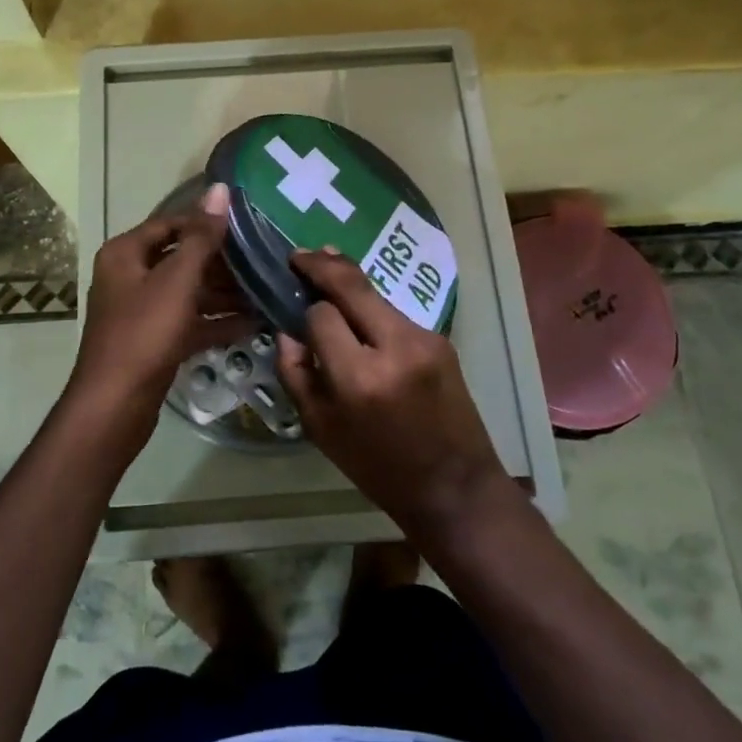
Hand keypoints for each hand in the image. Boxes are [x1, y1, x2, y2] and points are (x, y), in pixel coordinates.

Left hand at [69, 184, 254, 455]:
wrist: (115, 405)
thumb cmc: (144, 332)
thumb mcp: (177, 280)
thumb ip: (202, 237)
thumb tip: (220, 188)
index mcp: (126, 254)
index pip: (170, 224)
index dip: (205, 222)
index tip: (245, 225)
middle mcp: (130, 277)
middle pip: (181, 259)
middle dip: (221, 262)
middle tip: (263, 259)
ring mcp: (142, 311)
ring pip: (188, 292)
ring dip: (224, 293)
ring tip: (265, 291)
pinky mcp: (154, 341)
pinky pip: (189, 322)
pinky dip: (216, 322)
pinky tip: (252, 324)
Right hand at [277, 249, 513, 537]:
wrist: (455, 487)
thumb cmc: (379, 467)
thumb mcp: (322, 431)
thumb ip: (296, 375)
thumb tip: (286, 332)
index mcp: (359, 377)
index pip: (322, 315)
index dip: (306, 311)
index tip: (295, 313)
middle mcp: (394, 347)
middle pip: (352, 285)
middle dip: (323, 265)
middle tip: (300, 255)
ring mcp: (424, 339)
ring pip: (375, 295)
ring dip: (348, 282)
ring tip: (325, 264)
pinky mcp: (441, 340)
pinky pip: (394, 314)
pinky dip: (372, 309)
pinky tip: (361, 314)